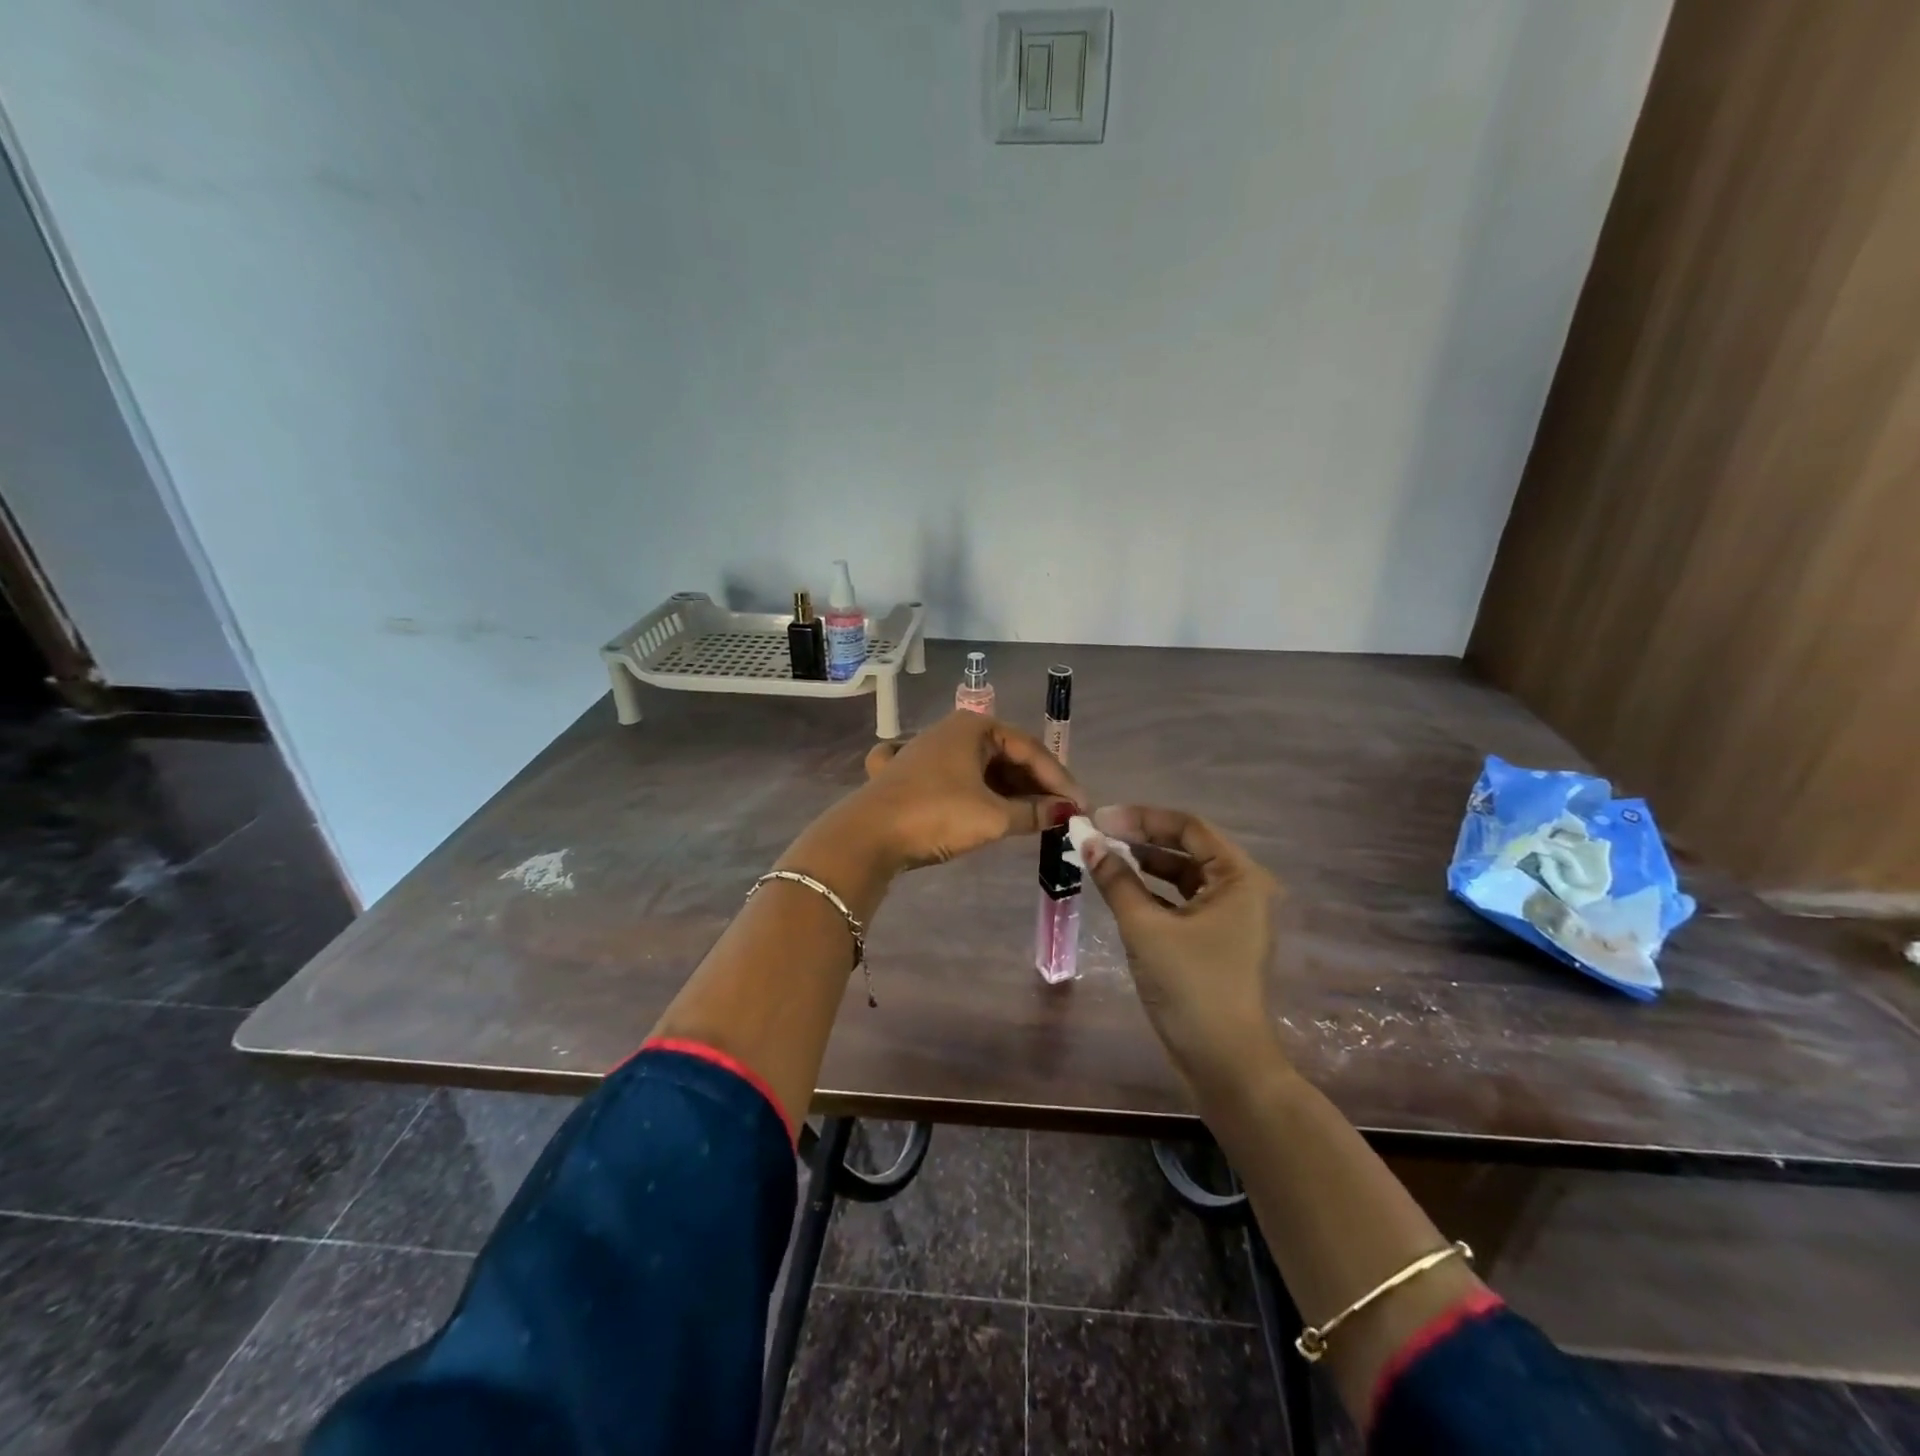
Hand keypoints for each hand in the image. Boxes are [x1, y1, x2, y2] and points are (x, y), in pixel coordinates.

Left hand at [832, 711, 1085, 872]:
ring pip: (981, 769)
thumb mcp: (992, 817)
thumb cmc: (936, 815)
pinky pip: (955, 780)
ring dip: (1008, 793)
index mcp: (973, 727)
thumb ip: (1034, 813)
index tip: (1080, 807)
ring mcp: (927, 751)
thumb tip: (1066, 812)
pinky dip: (976, 794)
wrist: (867, 836)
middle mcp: (951, 731)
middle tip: (1059, 814)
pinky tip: (986, 809)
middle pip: (1006, 756)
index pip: (1029, 749)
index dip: (1058, 779)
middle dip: (1034, 786)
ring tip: (1033, 819)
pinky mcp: (910, 776)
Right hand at [1079, 806, 1285, 1088]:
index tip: (1100, 818)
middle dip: (1141, 838)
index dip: (1141, 818)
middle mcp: (1242, 888)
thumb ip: (1116, 879)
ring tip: (1104, 856)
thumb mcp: (1145, 927)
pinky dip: (1153, 891)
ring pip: (1183, 874)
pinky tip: (1122, 888)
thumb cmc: (1191, 986)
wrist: (1224, 1062)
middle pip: (1187, 847)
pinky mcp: (1217, 938)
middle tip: (1097, 834)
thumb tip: (1086, 842)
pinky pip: (1182, 900)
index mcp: (1239, 877)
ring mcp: (1232, 915)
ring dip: (1145, 864)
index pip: (1188, 828)